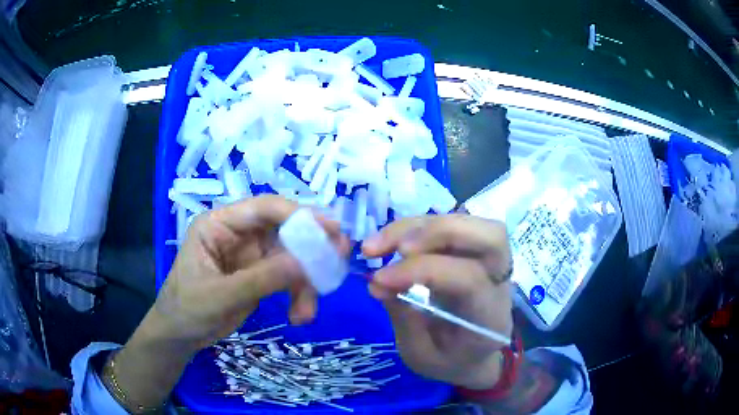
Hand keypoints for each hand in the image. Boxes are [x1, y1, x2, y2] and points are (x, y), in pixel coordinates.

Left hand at [109, 196, 348, 409]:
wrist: (180, 336)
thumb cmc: (187, 309)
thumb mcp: (219, 296)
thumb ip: (260, 280)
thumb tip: (306, 263)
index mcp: (219, 224)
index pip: (263, 208)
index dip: (298, 215)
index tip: (330, 230)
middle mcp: (239, 233)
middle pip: (285, 231)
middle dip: (311, 250)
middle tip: (338, 262)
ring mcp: (252, 255)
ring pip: (293, 257)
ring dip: (306, 283)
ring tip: (307, 313)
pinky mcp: (261, 275)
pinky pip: (290, 278)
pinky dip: (300, 295)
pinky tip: (299, 317)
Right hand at [362, 214, 512, 389]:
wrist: (474, 357)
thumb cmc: (450, 362)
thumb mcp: (421, 357)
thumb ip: (405, 320)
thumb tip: (378, 281)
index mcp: (490, 316)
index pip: (468, 277)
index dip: (421, 271)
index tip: (378, 280)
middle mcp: (500, 282)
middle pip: (491, 236)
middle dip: (439, 232)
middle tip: (395, 249)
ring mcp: (490, 262)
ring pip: (471, 221)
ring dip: (421, 226)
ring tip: (379, 243)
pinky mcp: (473, 251)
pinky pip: (452, 224)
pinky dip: (418, 226)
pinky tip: (392, 240)